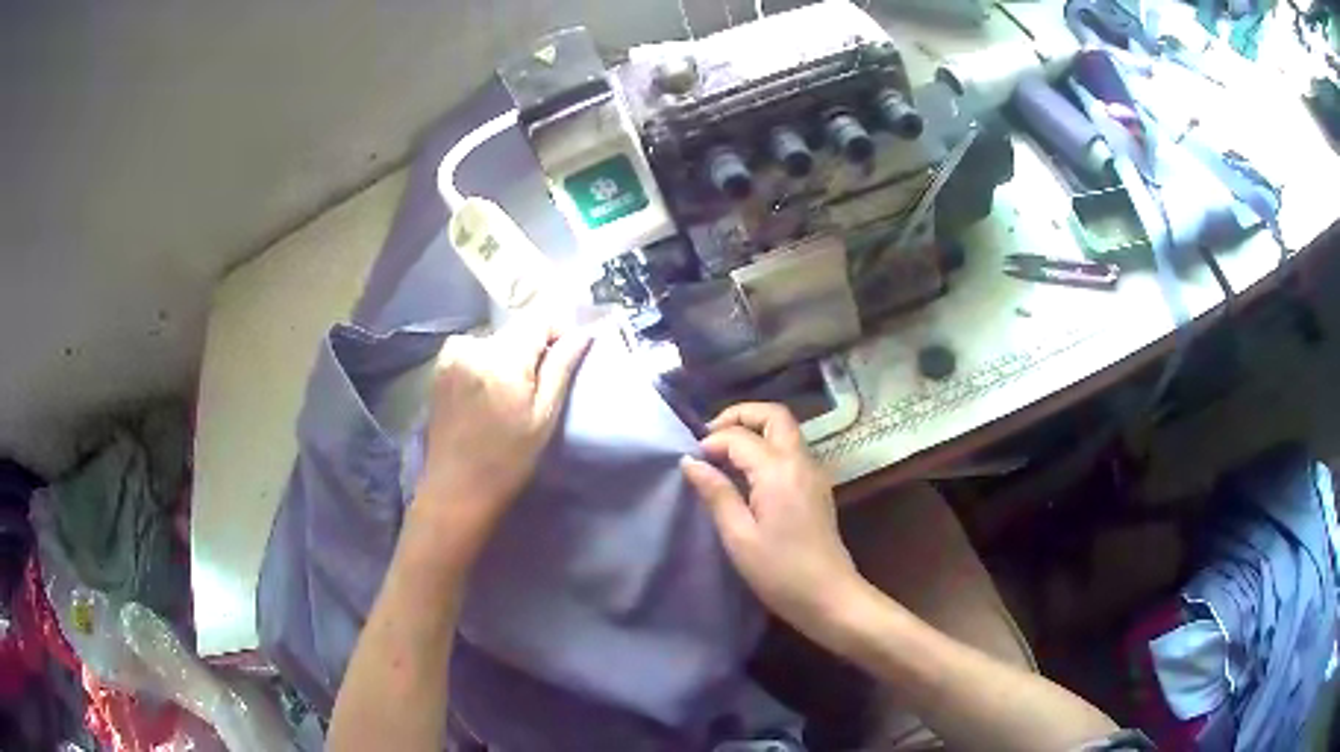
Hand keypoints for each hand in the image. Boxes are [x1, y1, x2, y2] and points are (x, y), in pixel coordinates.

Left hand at [413, 321, 591, 552]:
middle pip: (516, 329)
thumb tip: (582, 334)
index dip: (558, 332)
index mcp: (501, 358)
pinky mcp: (440, 366)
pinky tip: (487, 393)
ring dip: (509, 356)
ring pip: (496, 339)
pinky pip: (474, 349)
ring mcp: (451, 354)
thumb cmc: (507, 460)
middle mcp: (473, 345)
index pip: (539, 318)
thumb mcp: (544, 417)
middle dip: (533, 348)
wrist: (455, 488)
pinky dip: (487, 362)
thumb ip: (561, 368)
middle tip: (539, 386)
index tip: (566, 358)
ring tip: (511, 393)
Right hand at [680, 402, 866, 641]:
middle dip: (740, 416)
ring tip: (724, 455)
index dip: (712, 442)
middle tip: (710, 437)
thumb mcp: (739, 537)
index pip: (740, 437)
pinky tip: (747, 475)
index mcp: (779, 470)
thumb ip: (716, 494)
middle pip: (774, 415)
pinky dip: (767, 447)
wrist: (830, 597)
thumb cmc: (780, 572)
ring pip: (785, 430)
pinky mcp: (818, 487)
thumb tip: (690, 462)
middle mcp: (801, 461)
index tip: (692, 462)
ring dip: (755, 430)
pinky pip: (792, 450)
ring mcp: (814, 472)